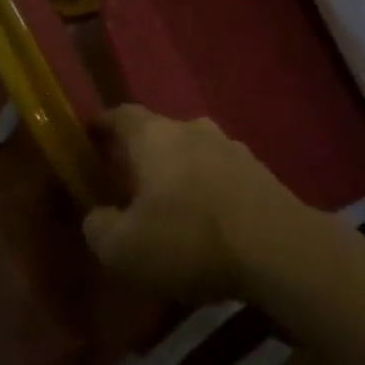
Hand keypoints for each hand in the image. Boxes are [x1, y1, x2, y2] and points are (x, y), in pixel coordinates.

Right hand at [82, 107, 308, 303]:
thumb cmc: (188, 239)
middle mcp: (194, 129)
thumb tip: (98, 214)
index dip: (102, 124)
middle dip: (142, 155)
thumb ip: (99, 227)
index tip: (88, 134)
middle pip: (159, 133)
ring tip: (169, 206)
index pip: (122, 115)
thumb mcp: (123, 249)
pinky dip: (207, 190)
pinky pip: (220, 174)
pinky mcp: (259, 171)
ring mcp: (231, 147)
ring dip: (178, 173)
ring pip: (193, 153)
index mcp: (156, 136)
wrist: (276, 247)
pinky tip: (206, 221)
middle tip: (127, 182)